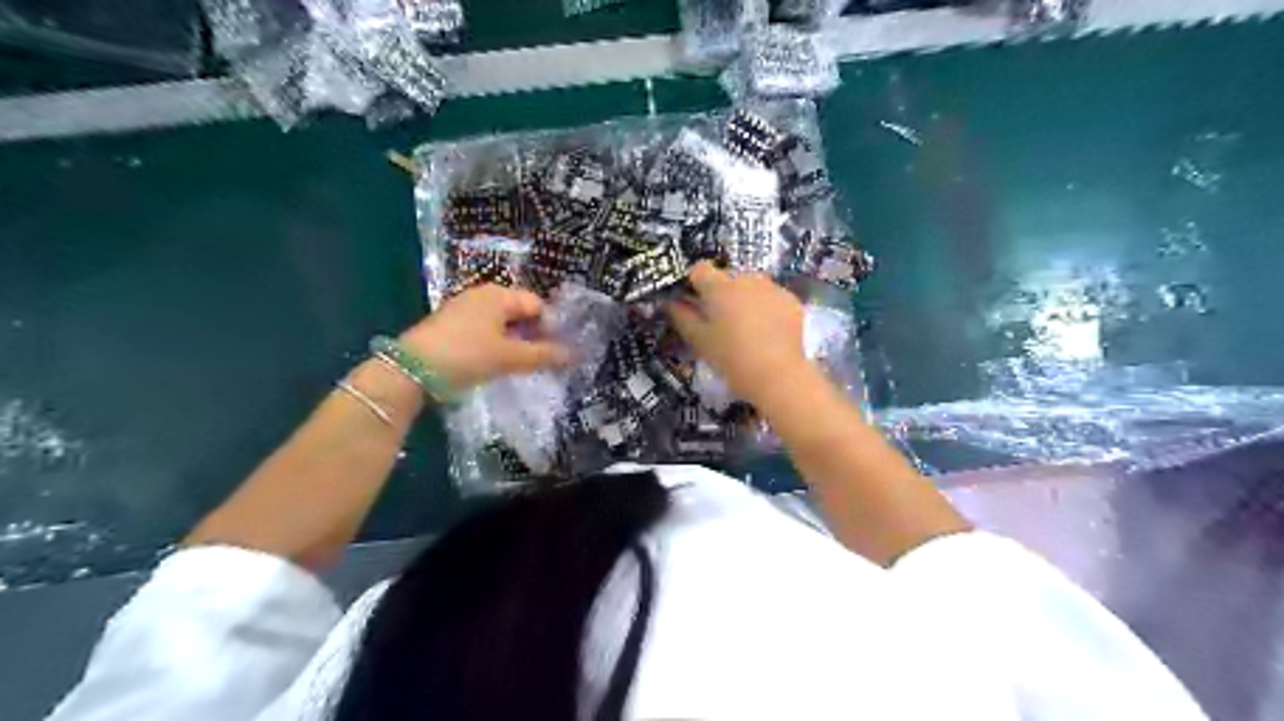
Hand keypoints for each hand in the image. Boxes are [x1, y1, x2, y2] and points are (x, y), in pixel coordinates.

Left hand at [397, 285, 564, 389]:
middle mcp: (482, 295)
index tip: (557, 352)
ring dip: (514, 343)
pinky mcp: (450, 326)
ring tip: (520, 366)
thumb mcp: (509, 357)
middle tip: (542, 361)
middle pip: (519, 312)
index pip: (537, 304)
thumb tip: (573, 355)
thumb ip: (543, 355)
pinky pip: (484, 331)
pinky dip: (495, 345)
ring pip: (501, 324)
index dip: (551, 326)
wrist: (410, 370)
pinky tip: (495, 365)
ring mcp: (463, 310)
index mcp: (499, 294)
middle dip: (533, 335)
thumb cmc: (467, 355)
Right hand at [672, 258, 810, 407]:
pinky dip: (766, 308)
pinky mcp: (791, 300)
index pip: (699, 269)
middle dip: (721, 293)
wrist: (778, 375)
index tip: (693, 302)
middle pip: (727, 278)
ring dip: (745, 299)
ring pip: (751, 286)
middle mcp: (746, 279)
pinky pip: (771, 297)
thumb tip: (670, 302)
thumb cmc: (731, 358)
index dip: (693, 283)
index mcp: (719, 286)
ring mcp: (772, 288)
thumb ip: (681, 316)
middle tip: (720, 322)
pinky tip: (766, 332)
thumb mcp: (699, 340)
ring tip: (746, 329)